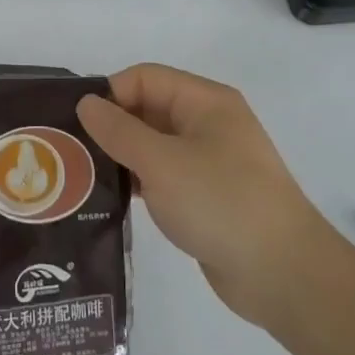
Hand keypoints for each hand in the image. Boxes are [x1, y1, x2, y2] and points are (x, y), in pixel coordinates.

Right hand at [78, 64, 318, 328]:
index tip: (76, 125)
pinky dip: (139, 181)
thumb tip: (86, 103)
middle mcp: (209, 124)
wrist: (284, 276)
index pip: (144, 78)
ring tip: (81, 176)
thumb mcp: (161, 162)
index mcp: (205, 102)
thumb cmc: (221, 203)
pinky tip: (111, 198)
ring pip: (153, 145)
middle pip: (148, 108)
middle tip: (70, 151)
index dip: (109, 94)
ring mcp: (210, 161)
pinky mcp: (207, 196)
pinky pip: (163, 175)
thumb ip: (119, 130)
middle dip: (111, 126)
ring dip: (121, 156)